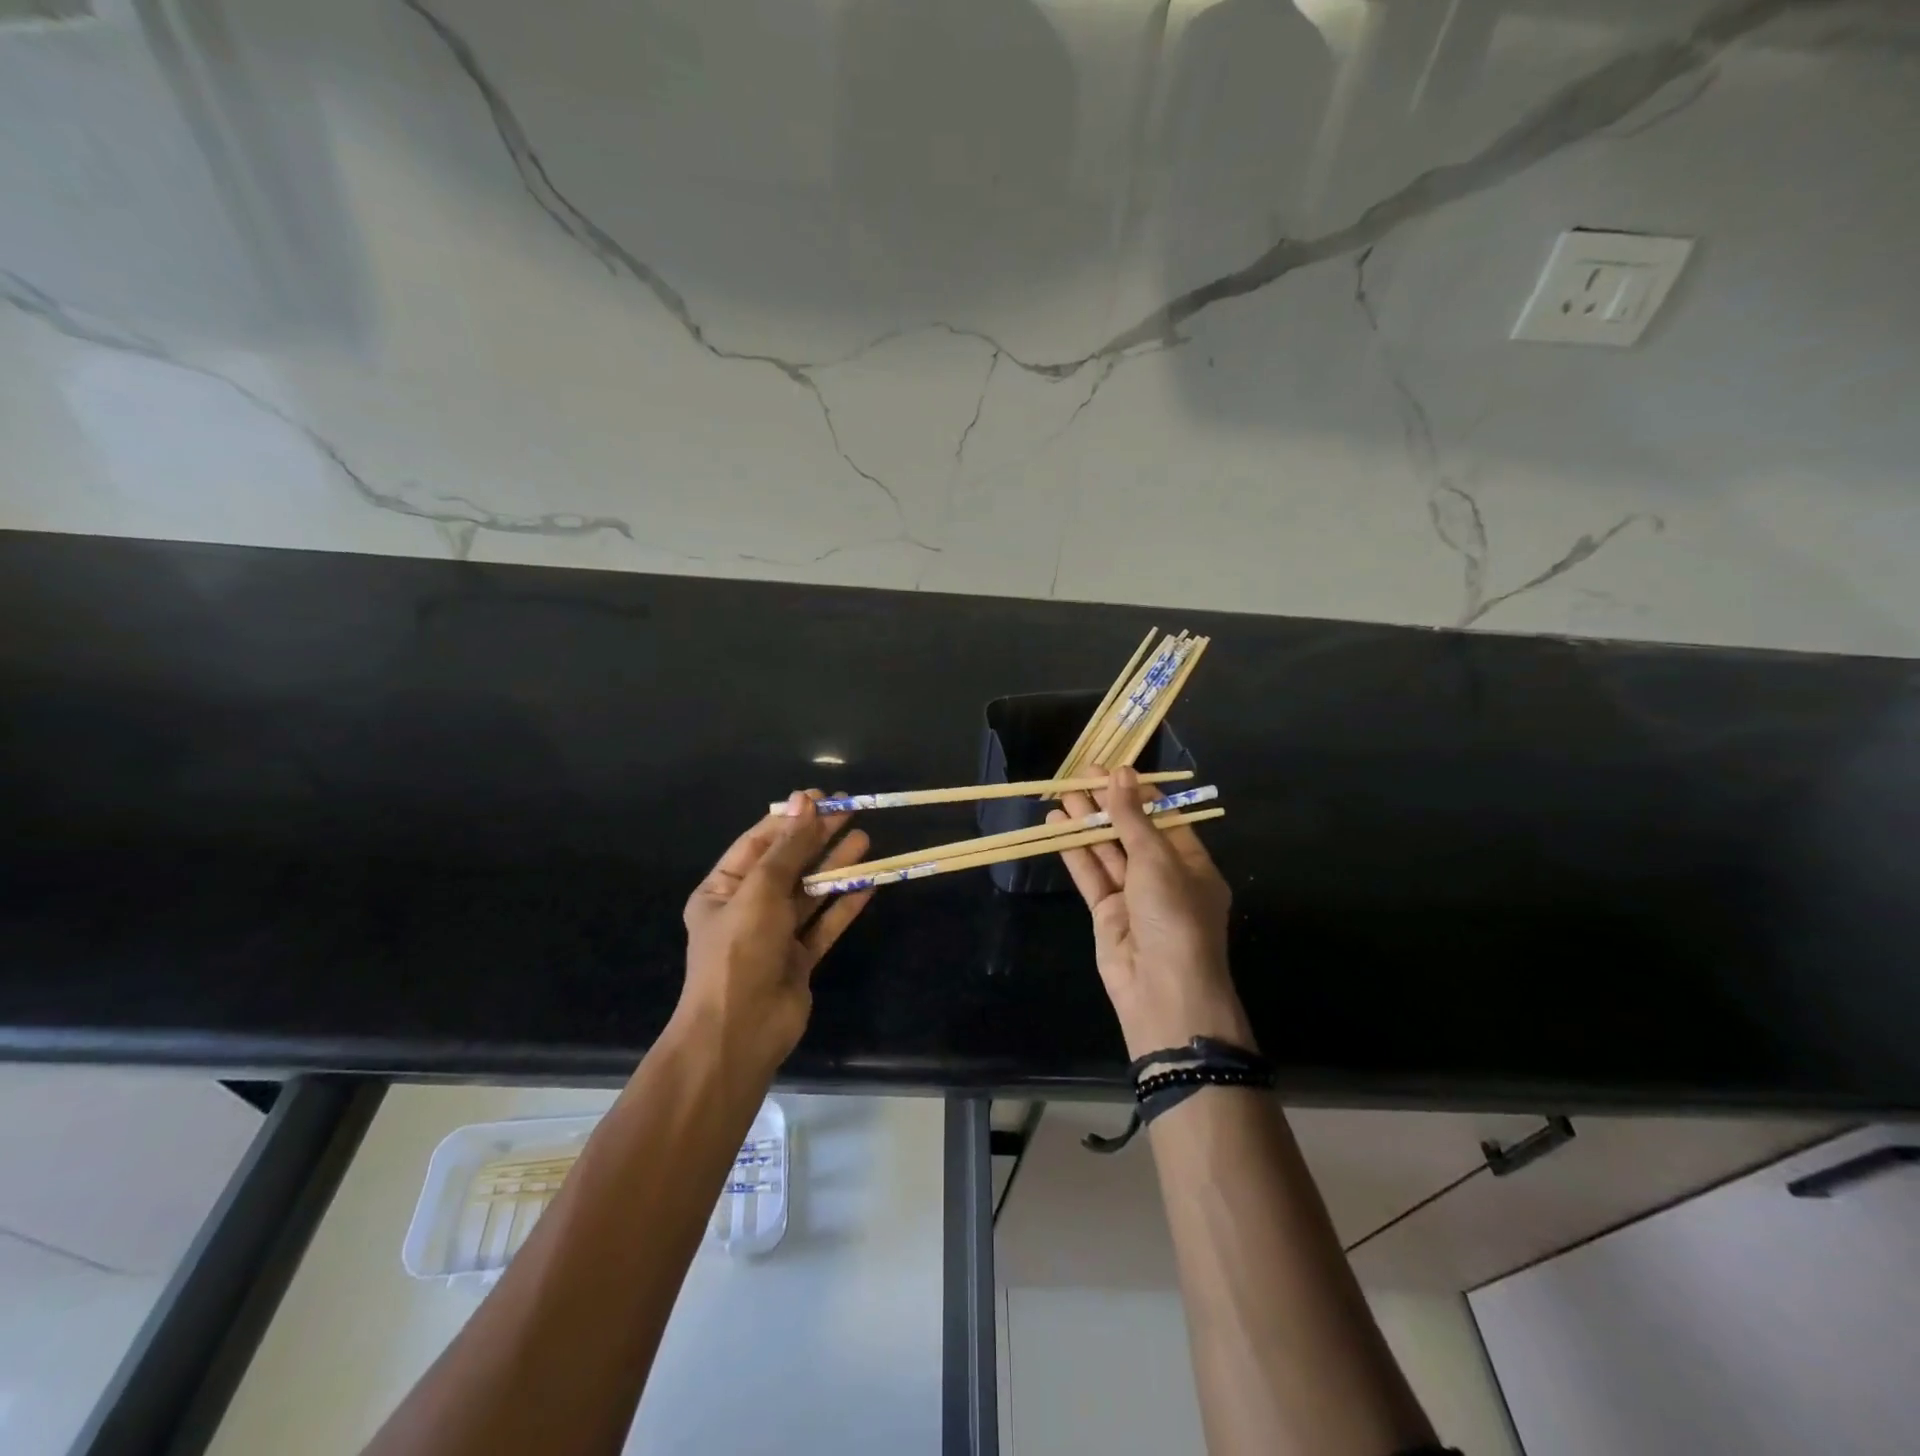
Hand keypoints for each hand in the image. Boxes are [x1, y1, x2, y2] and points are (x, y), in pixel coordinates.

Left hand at [677, 791, 873, 1075]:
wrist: (740, 1032)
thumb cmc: (741, 952)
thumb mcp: (760, 891)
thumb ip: (787, 848)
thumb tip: (805, 802)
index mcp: (722, 889)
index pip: (759, 842)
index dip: (791, 818)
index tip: (823, 798)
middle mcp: (747, 909)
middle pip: (788, 864)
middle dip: (818, 838)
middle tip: (852, 811)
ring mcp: (775, 936)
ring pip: (810, 893)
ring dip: (835, 867)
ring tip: (865, 839)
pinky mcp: (799, 959)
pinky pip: (824, 924)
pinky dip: (844, 904)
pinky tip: (868, 882)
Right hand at [1050, 766, 1251, 1059]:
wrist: (1163, 990)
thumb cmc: (1174, 916)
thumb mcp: (1157, 859)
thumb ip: (1133, 818)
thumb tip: (1119, 774)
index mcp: (1191, 864)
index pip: (1163, 818)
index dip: (1137, 792)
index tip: (1111, 769)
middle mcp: (1164, 878)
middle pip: (1132, 832)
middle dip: (1106, 805)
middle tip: (1078, 776)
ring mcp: (1134, 897)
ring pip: (1107, 852)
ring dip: (1086, 824)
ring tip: (1061, 795)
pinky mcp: (1107, 914)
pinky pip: (1091, 875)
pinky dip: (1075, 852)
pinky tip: (1056, 827)